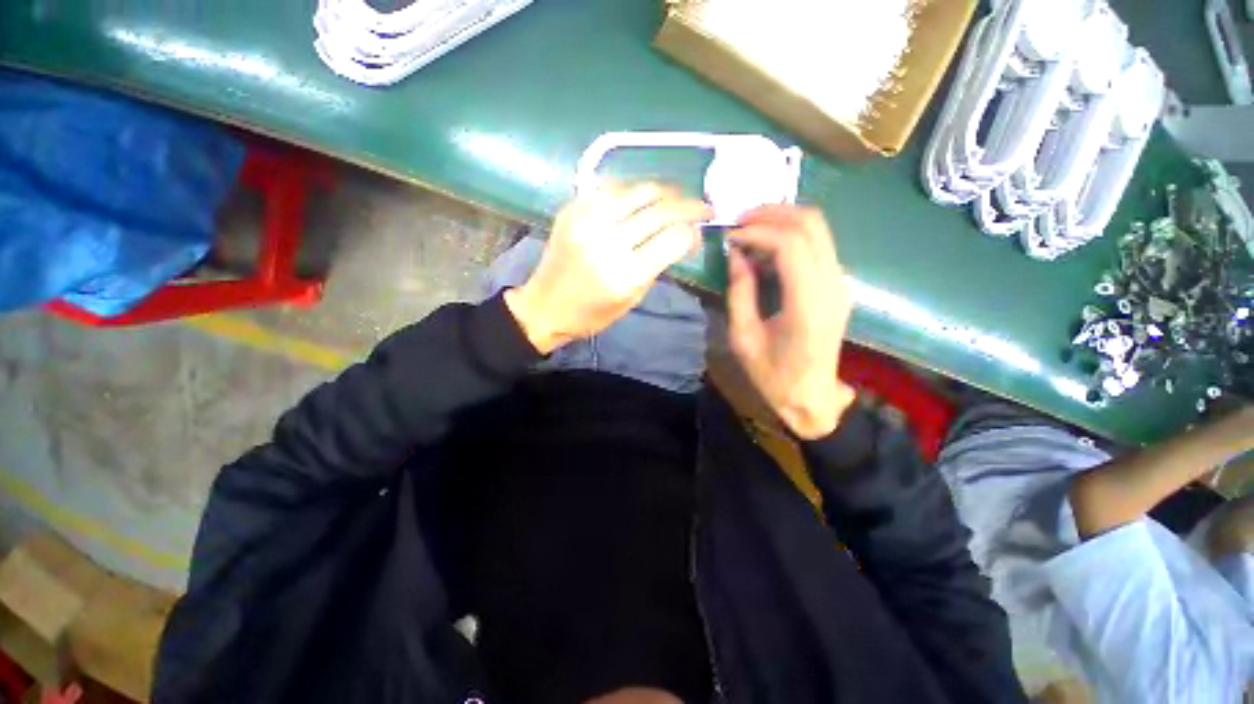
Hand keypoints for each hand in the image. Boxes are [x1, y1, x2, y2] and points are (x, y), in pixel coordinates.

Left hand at [505, 183, 710, 353]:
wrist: (545, 306)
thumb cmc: (592, 313)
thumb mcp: (633, 298)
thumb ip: (659, 265)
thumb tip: (684, 236)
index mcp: (625, 274)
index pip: (673, 237)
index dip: (693, 230)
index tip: (701, 230)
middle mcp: (607, 241)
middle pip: (660, 209)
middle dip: (689, 205)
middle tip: (702, 207)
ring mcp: (587, 220)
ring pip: (639, 190)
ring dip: (664, 192)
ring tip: (675, 200)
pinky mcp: (572, 208)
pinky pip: (612, 187)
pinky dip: (633, 191)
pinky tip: (640, 201)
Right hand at [725, 206, 855, 439]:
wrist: (811, 397)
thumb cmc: (773, 375)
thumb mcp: (743, 337)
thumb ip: (739, 292)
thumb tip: (736, 254)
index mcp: (808, 304)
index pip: (791, 244)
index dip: (757, 231)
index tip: (730, 236)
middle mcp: (832, 285)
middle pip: (811, 224)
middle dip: (772, 213)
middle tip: (739, 222)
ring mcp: (840, 283)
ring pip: (818, 229)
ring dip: (782, 221)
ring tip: (749, 231)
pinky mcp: (837, 285)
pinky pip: (817, 245)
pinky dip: (790, 237)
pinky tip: (765, 249)